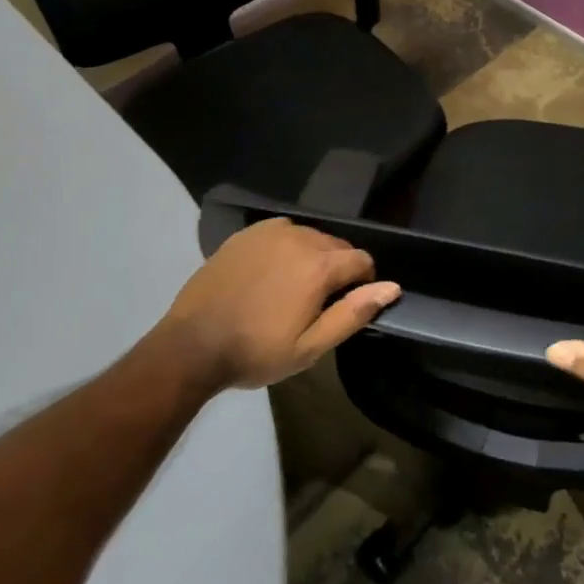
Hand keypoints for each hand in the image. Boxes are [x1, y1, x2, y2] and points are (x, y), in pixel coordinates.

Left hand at [157, 217, 399, 387]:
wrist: (192, 346)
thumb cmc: (257, 351)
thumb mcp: (311, 347)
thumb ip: (354, 313)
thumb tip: (392, 287)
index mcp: (320, 266)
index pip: (362, 260)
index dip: (363, 282)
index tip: (345, 304)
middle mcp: (301, 238)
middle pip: (338, 245)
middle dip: (337, 268)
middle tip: (317, 301)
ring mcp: (271, 232)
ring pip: (311, 236)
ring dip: (313, 256)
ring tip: (292, 287)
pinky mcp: (247, 234)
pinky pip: (282, 232)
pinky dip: (286, 247)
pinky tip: (270, 272)